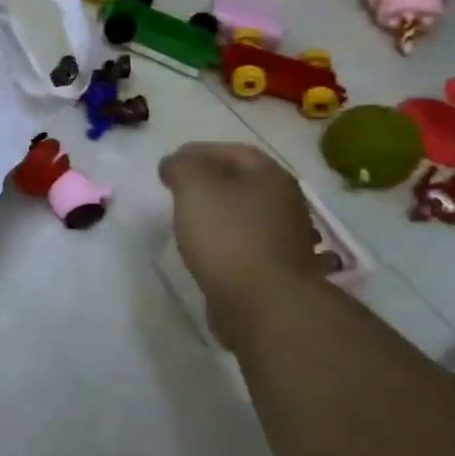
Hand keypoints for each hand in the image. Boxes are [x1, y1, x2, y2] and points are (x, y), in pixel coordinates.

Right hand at [160, 142, 325, 337]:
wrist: (264, 304)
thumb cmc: (229, 236)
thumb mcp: (195, 187)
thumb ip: (181, 166)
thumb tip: (175, 164)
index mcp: (271, 176)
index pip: (233, 151)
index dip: (198, 152)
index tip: (169, 164)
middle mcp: (285, 202)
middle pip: (241, 181)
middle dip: (208, 180)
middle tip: (175, 189)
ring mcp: (285, 238)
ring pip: (243, 213)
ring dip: (216, 211)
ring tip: (186, 219)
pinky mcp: (276, 269)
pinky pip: (245, 242)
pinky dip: (223, 239)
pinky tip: (204, 249)